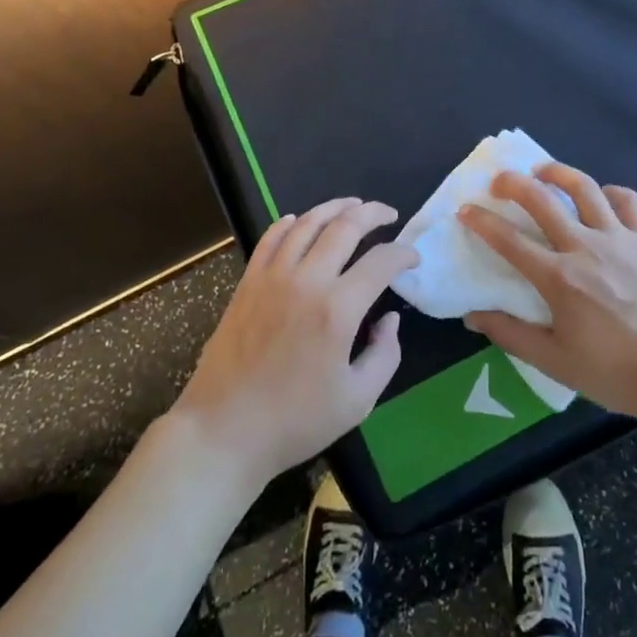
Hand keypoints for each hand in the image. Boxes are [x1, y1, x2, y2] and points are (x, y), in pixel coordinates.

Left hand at [172, 198, 411, 487]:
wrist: (224, 431)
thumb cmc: (295, 421)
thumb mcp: (358, 400)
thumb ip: (385, 355)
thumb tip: (390, 318)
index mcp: (338, 310)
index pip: (380, 261)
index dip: (403, 253)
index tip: (412, 258)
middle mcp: (306, 281)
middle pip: (344, 226)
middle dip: (373, 214)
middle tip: (389, 214)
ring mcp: (272, 277)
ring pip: (307, 223)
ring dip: (334, 208)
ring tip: (353, 205)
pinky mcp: (248, 282)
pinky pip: (271, 238)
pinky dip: (290, 223)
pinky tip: (301, 221)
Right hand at [462, 164, 636, 421]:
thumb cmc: (614, 371)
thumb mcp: (554, 361)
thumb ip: (511, 335)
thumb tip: (473, 316)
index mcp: (559, 278)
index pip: (509, 240)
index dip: (482, 221)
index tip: (466, 209)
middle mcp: (585, 247)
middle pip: (543, 199)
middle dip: (514, 183)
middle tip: (498, 180)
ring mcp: (619, 238)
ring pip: (585, 187)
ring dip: (558, 172)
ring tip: (543, 170)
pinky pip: (627, 201)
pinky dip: (610, 191)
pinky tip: (600, 196)